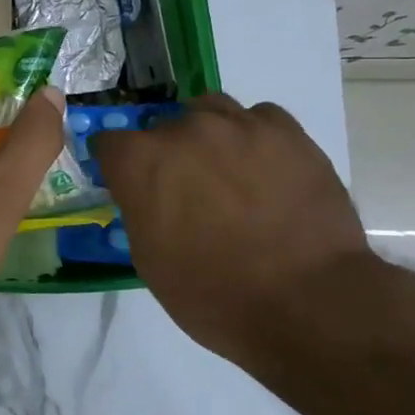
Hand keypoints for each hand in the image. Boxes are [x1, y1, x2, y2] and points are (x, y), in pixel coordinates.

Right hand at [93, 95, 371, 360]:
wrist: (305, 302)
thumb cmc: (211, 293)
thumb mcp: (149, 258)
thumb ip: (140, 210)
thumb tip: (149, 198)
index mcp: (140, 162)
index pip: (109, 143)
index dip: (119, 166)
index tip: (131, 186)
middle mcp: (183, 130)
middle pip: (161, 128)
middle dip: (167, 155)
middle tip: (187, 192)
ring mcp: (238, 125)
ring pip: (209, 111)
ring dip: (208, 136)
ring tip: (226, 171)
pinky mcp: (287, 132)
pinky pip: (258, 118)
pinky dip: (253, 137)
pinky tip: (265, 168)